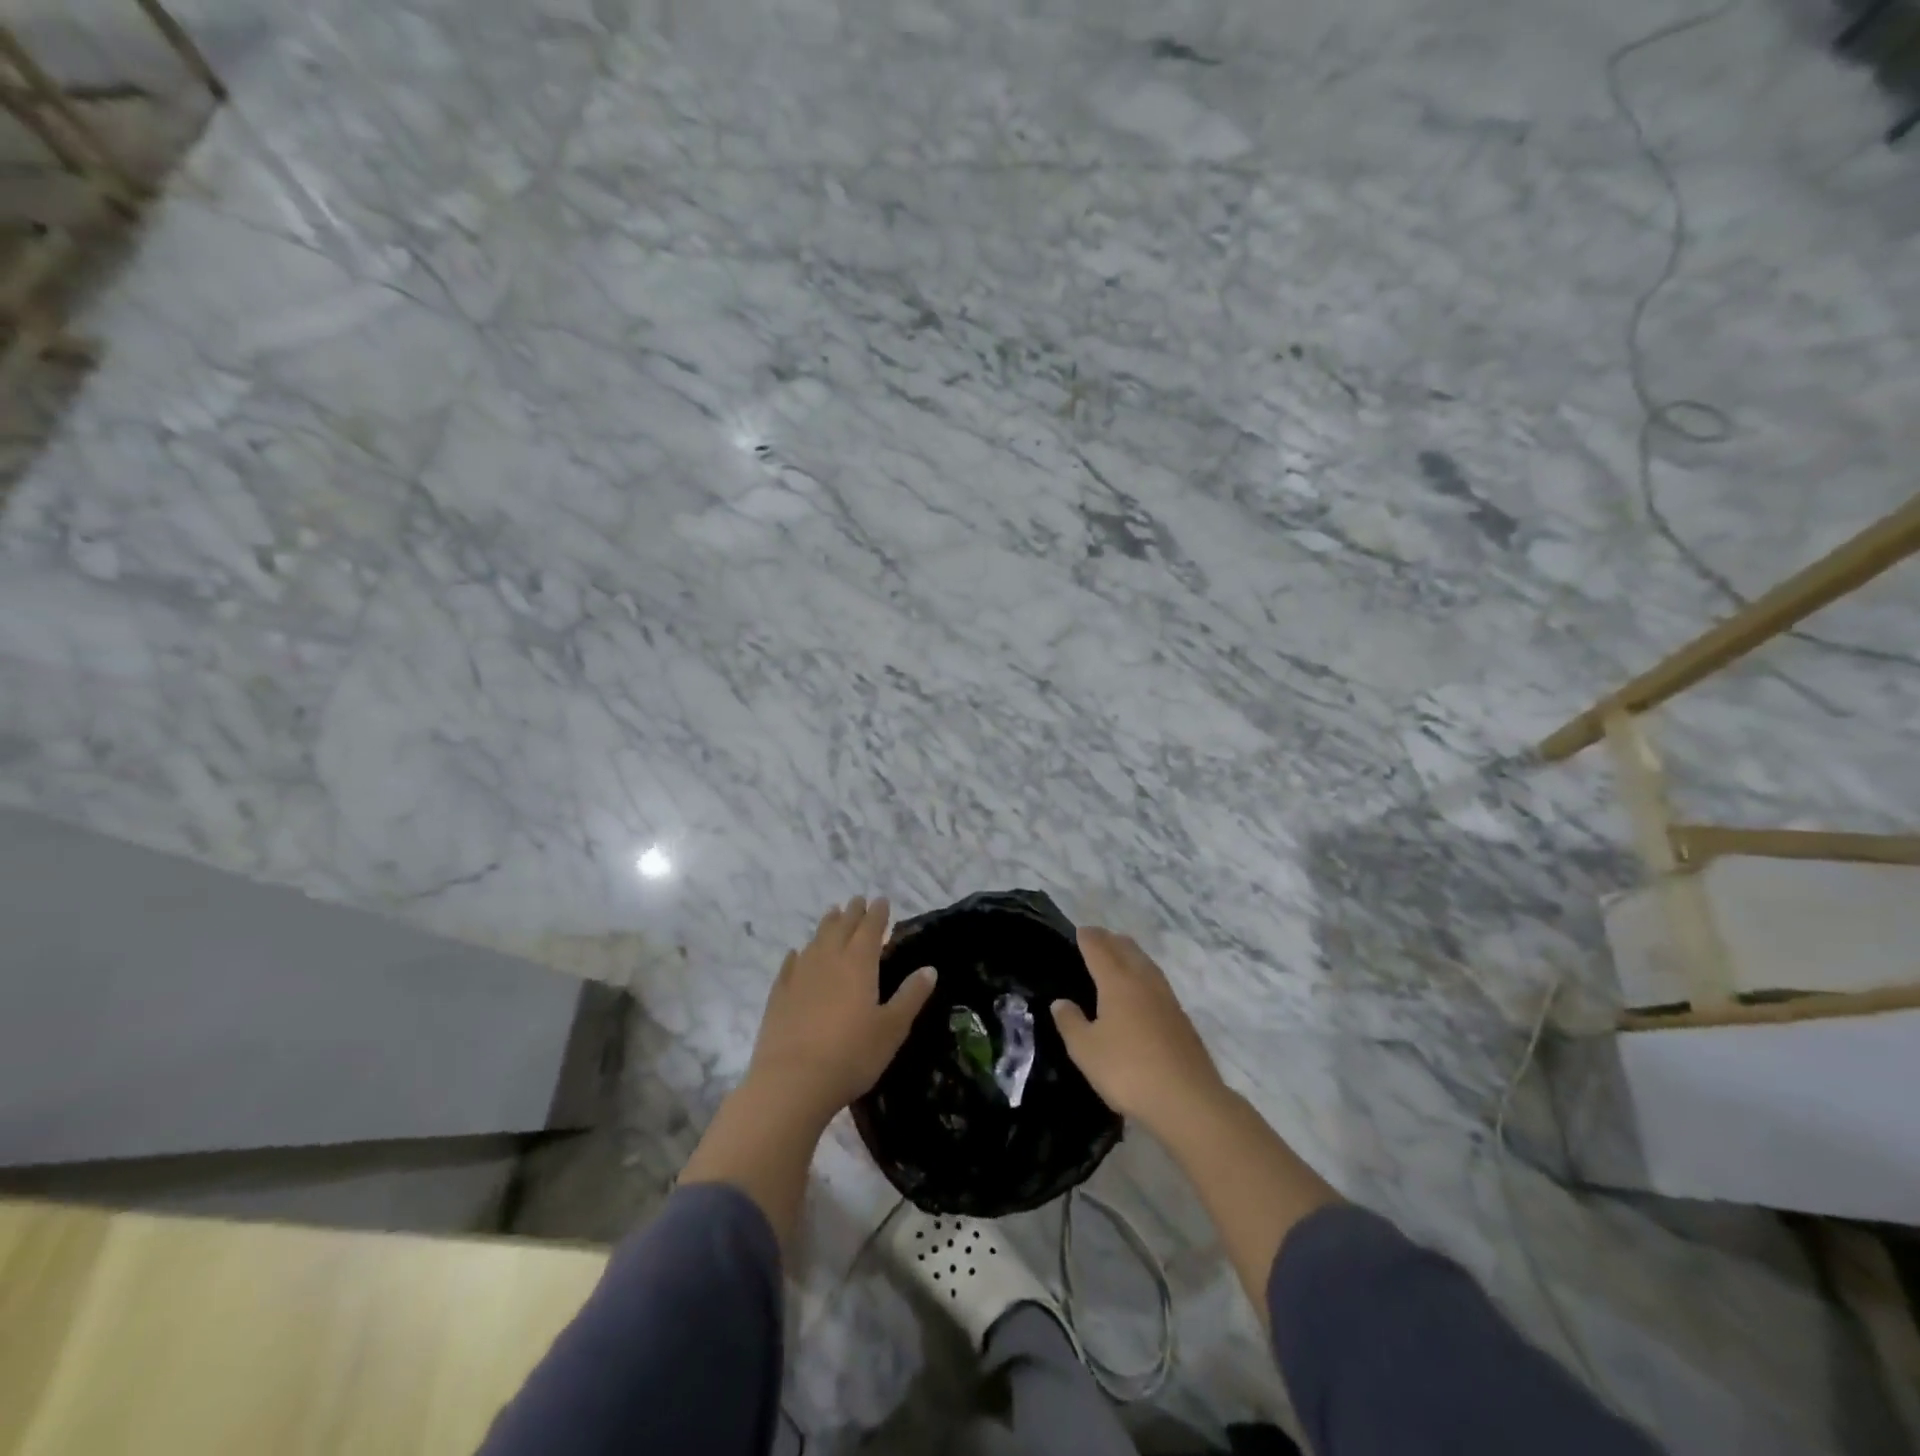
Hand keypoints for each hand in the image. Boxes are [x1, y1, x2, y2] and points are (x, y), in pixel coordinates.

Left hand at [746, 896, 937, 1116]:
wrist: (792, 1081)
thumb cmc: (851, 1055)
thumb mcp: (892, 1028)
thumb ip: (911, 996)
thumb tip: (929, 968)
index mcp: (859, 963)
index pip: (870, 928)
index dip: (877, 913)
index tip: (881, 900)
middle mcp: (828, 960)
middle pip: (841, 927)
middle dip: (852, 912)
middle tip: (858, 900)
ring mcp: (800, 975)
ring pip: (816, 940)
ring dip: (826, 925)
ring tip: (832, 914)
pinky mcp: (779, 995)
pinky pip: (790, 965)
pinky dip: (797, 955)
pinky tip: (796, 953)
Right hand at [1052, 926, 1224, 1129]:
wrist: (1188, 1100)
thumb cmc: (1128, 1071)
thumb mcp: (1086, 1050)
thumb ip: (1070, 1023)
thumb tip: (1060, 1002)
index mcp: (1118, 982)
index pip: (1100, 948)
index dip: (1088, 937)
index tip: (1080, 931)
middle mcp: (1144, 981)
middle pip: (1127, 949)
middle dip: (1110, 940)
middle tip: (1096, 939)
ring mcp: (1167, 998)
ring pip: (1146, 963)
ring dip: (1130, 954)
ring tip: (1119, 957)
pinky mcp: (1181, 1018)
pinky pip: (1157, 982)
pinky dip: (1143, 974)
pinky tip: (1141, 991)